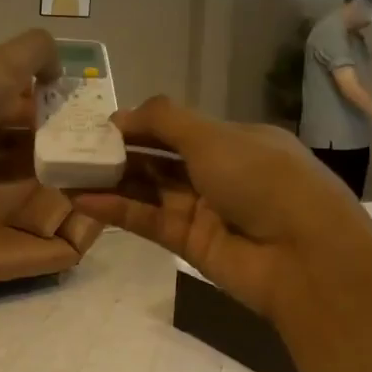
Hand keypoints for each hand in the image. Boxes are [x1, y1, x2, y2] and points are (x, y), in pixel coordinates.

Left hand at [0, 30, 58, 215]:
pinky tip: (34, 178)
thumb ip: (34, 53)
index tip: (50, 93)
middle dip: (20, 117)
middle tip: (59, 127)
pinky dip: (2, 175)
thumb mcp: (0, 65)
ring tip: (55, 154)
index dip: (16, 79)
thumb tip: (56, 63)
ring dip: (16, 148)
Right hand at [72, 96, 371, 317]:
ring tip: (67, 173)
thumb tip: (122, 114)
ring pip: (150, 191)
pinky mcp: (191, 245)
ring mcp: (205, 210)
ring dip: (111, 181)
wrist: (305, 257)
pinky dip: (118, 210)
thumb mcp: (214, 137)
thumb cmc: (263, 180)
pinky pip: (148, 221)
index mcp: (235, 140)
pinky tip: (84, 200)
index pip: (178, 128)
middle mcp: (220, 173)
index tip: (98, 126)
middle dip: (119, 153)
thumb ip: (164, 121)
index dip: (139, 125)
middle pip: (160, 159)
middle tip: (74, 150)